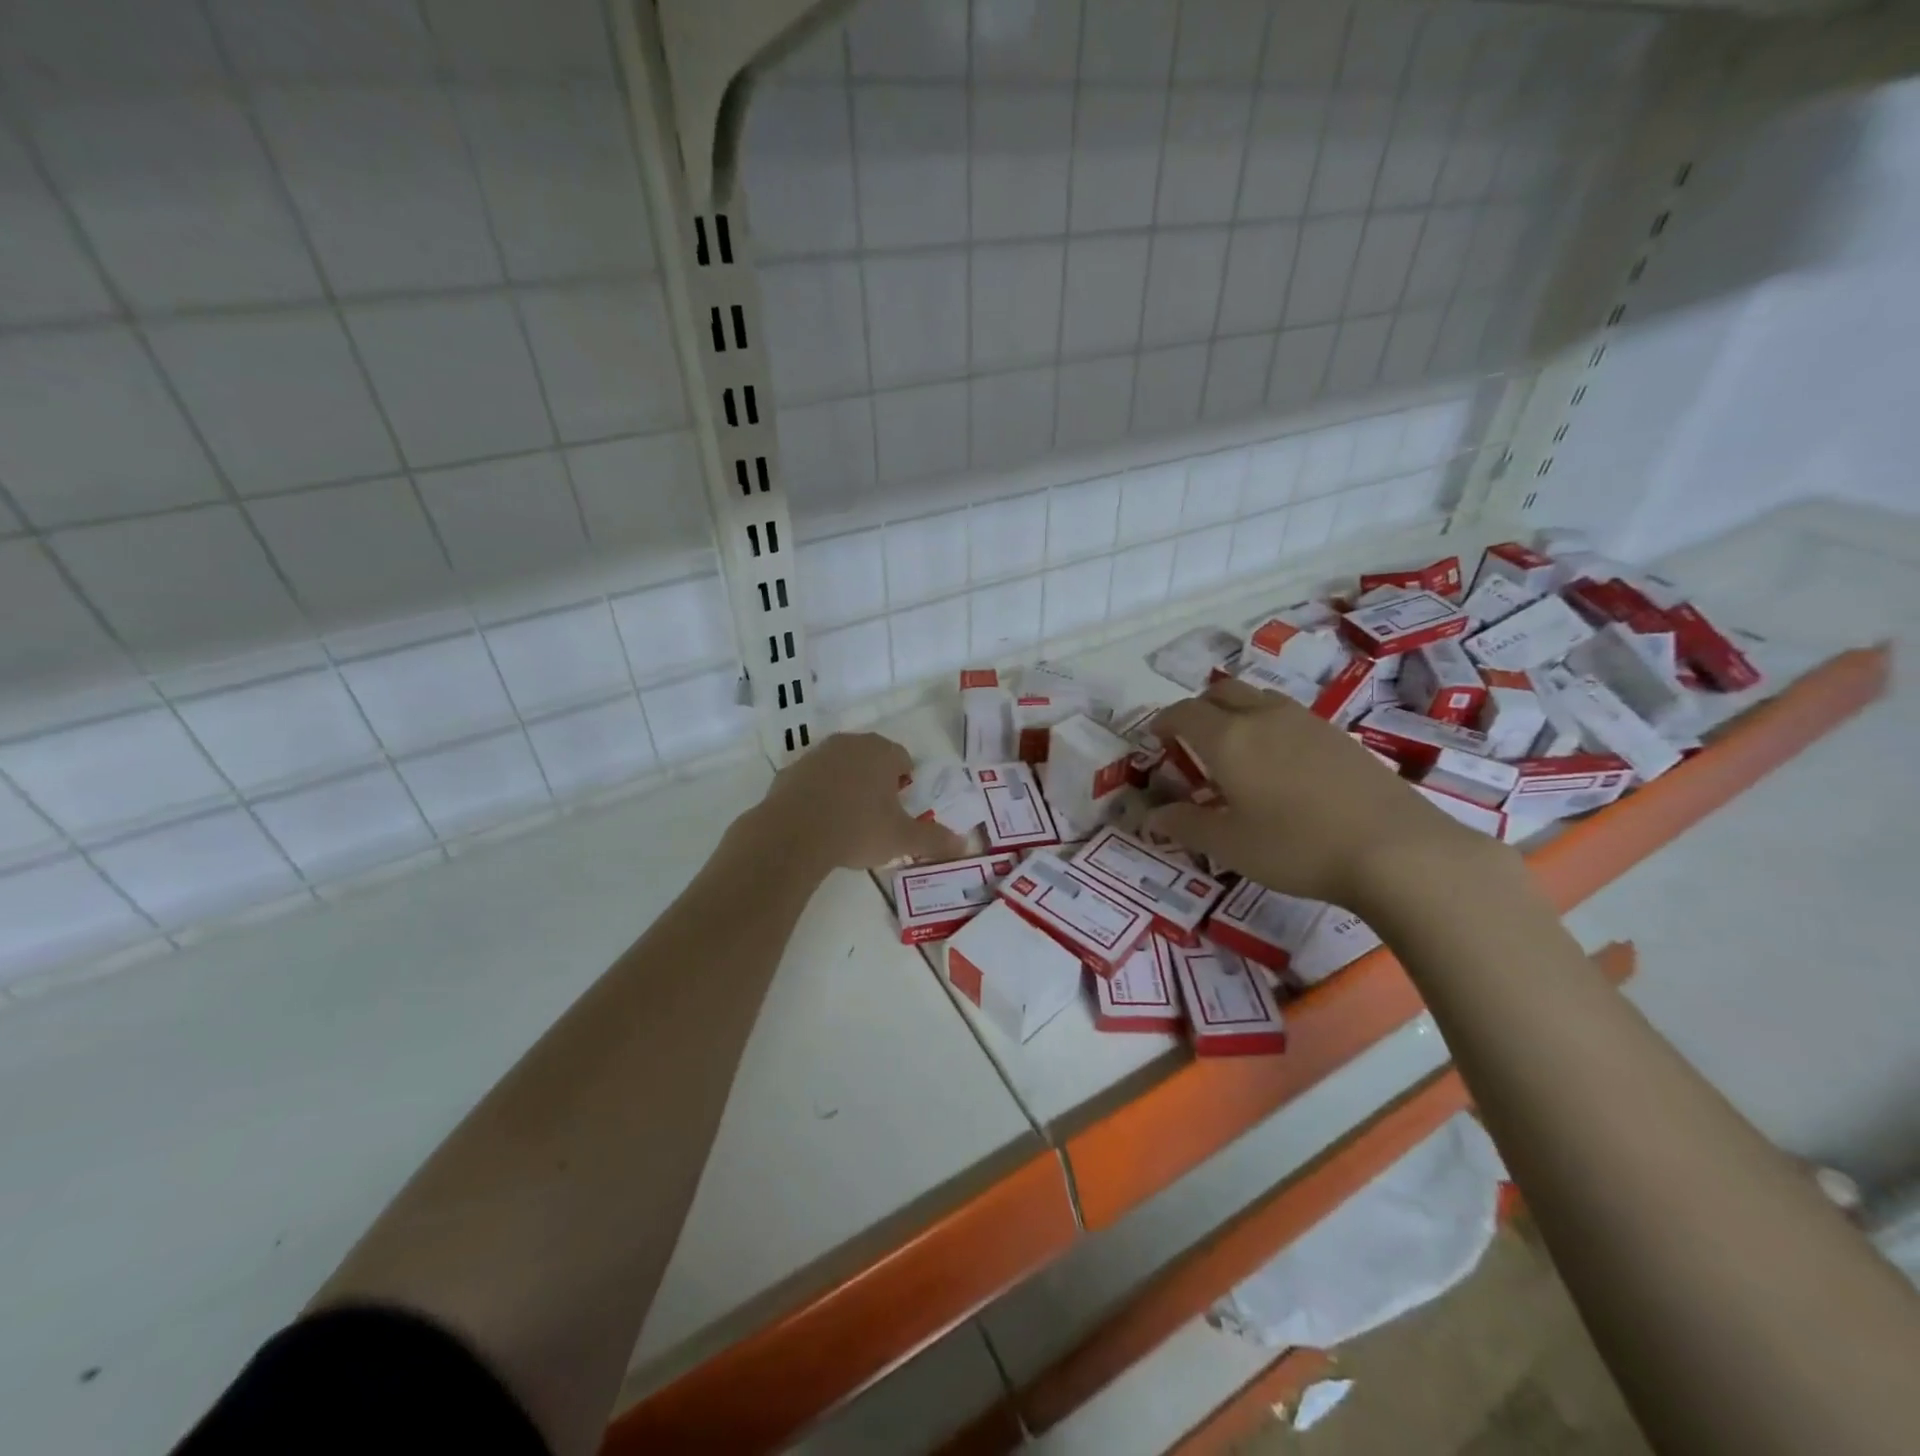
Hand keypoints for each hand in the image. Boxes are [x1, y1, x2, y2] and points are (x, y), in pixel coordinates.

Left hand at [745, 732, 966, 872]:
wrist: (792, 834)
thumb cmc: (857, 829)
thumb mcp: (902, 839)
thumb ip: (934, 840)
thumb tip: (964, 845)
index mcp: (881, 752)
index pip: (903, 759)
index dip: (904, 783)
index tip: (899, 808)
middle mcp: (850, 744)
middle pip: (871, 758)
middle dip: (876, 781)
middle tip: (876, 815)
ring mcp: (816, 754)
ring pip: (840, 766)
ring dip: (846, 784)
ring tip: (846, 820)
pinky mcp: (789, 771)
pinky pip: (812, 780)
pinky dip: (818, 794)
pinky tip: (817, 821)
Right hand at [1148, 679, 1487, 906]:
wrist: (1395, 850)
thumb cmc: (1296, 847)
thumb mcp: (1229, 845)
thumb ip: (1184, 826)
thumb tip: (1151, 817)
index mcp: (1228, 738)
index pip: (1184, 712)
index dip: (1164, 722)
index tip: (1157, 739)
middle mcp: (1264, 717)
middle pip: (1222, 691)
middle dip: (1199, 709)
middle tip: (1192, 741)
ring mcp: (1307, 722)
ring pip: (1259, 698)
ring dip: (1237, 712)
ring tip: (1237, 749)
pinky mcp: (1340, 736)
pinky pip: (1290, 715)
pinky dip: (1270, 725)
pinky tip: (1281, 764)